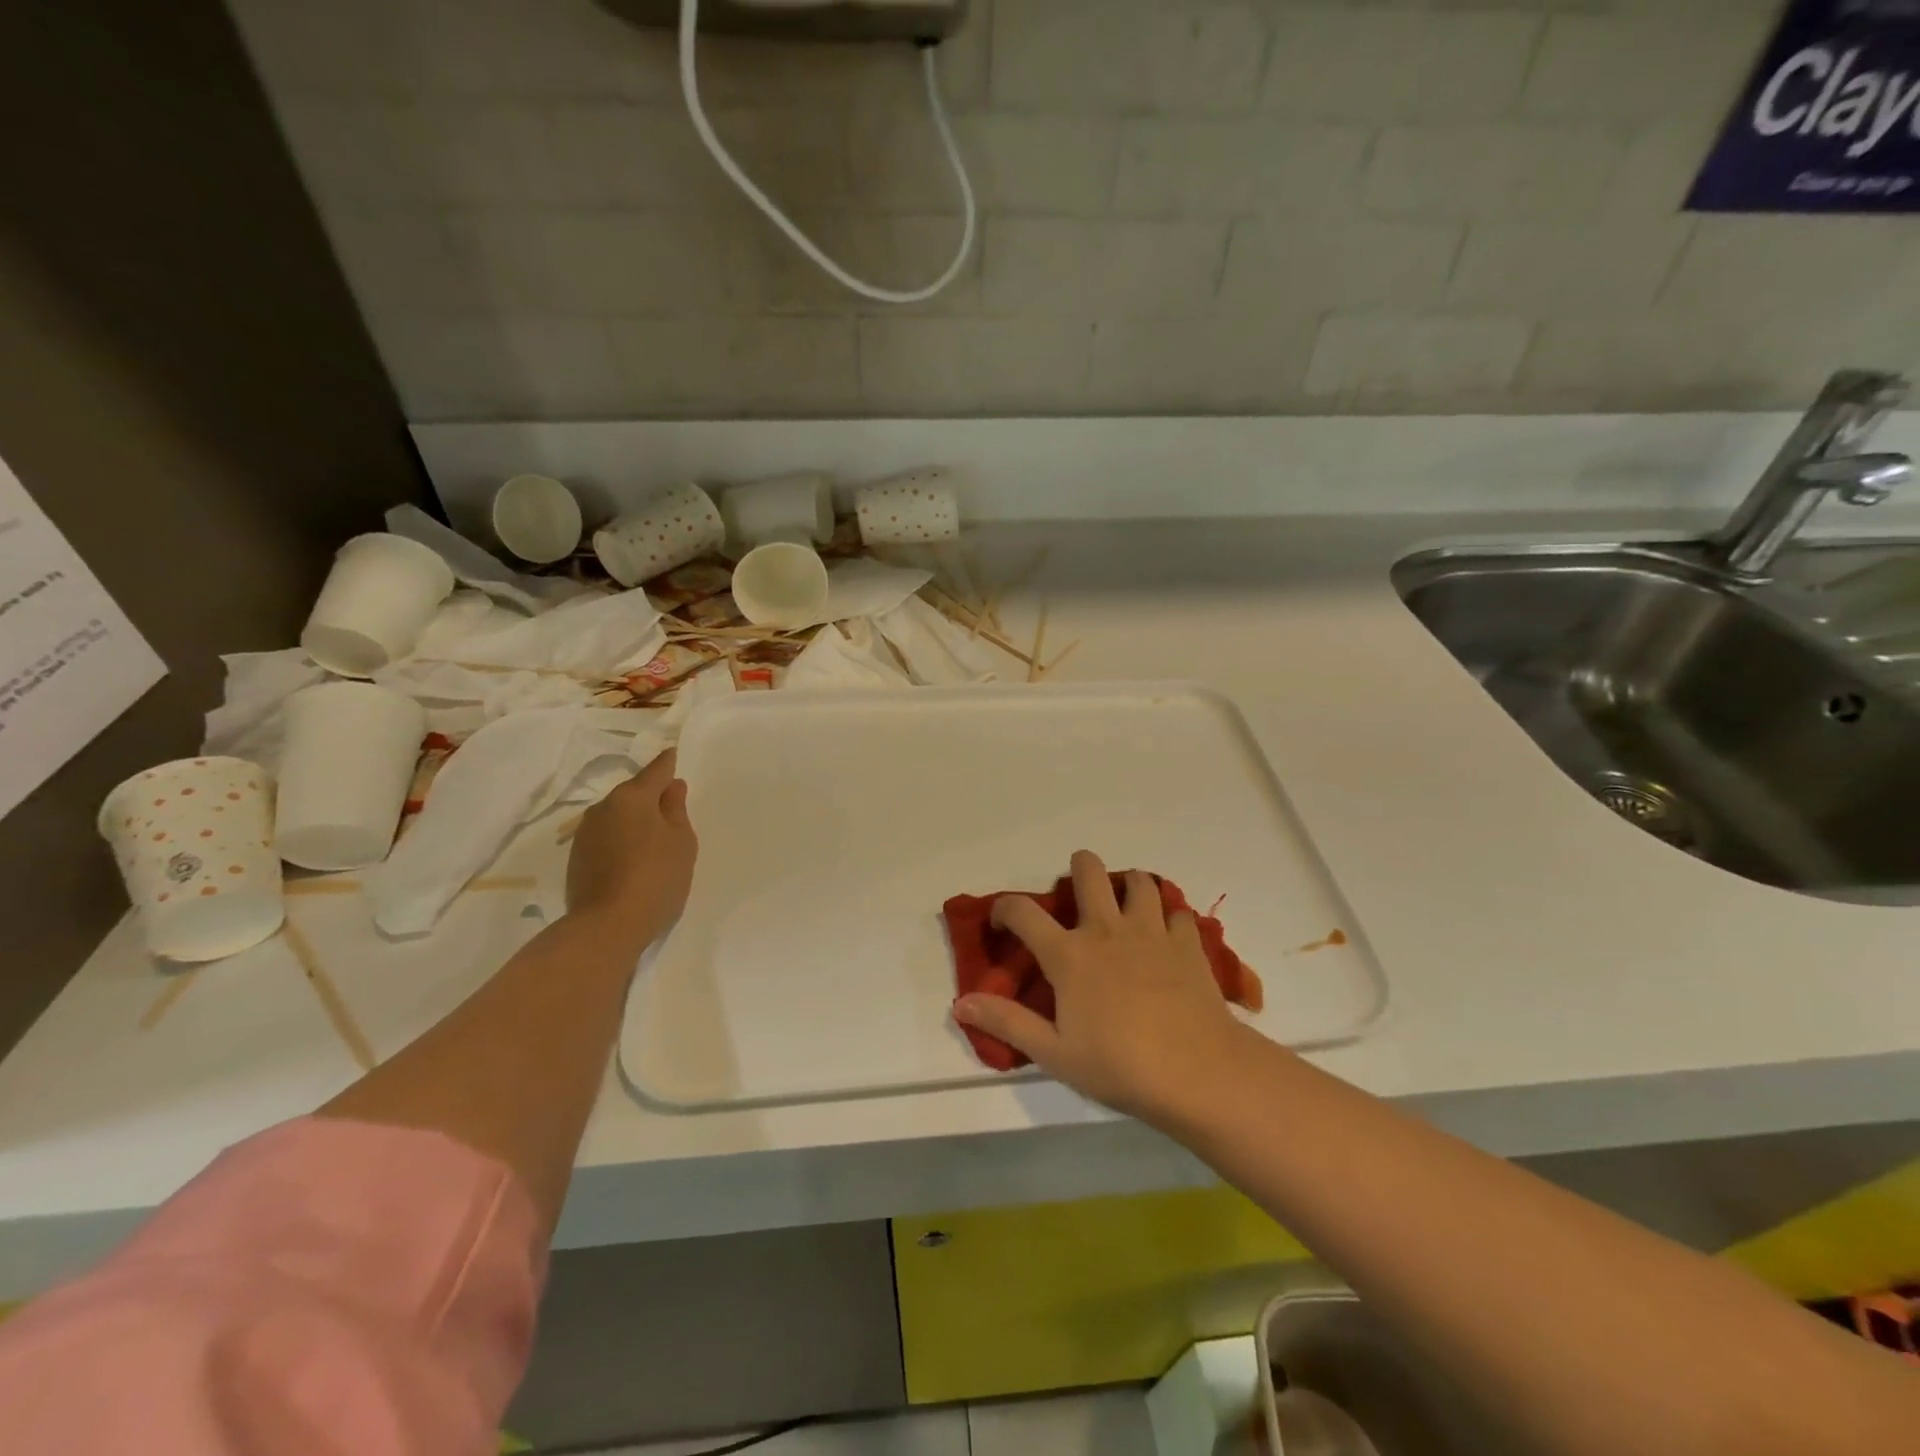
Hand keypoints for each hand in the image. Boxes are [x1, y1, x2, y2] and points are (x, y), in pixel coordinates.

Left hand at [565, 750, 696, 944]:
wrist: (607, 927)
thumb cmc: (656, 877)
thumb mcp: (682, 842)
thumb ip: (677, 810)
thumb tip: (672, 787)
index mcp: (632, 797)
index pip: (656, 770)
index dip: (668, 763)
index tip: (674, 754)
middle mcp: (603, 807)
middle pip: (634, 794)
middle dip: (652, 799)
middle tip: (673, 814)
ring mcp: (585, 833)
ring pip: (618, 816)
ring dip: (635, 821)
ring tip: (654, 842)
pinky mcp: (577, 858)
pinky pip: (606, 837)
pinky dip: (621, 840)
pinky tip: (634, 860)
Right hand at [953, 850, 1253, 1126]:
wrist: (1198, 1071)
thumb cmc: (1119, 1065)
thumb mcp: (1054, 1053)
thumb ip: (1007, 1022)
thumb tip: (960, 1002)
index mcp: (1069, 954)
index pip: (1023, 913)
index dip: (1004, 909)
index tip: (1002, 920)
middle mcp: (1107, 929)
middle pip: (1089, 871)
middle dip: (1079, 867)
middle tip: (1078, 889)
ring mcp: (1151, 931)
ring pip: (1139, 881)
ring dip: (1129, 886)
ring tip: (1125, 906)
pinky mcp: (1188, 943)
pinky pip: (1177, 912)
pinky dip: (1169, 917)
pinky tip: (1167, 937)